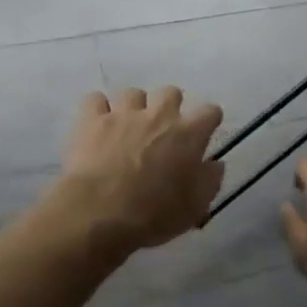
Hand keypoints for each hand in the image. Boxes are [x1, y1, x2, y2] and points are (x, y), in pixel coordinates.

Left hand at [49, 87, 224, 257]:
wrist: (99, 213)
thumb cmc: (153, 214)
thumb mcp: (194, 207)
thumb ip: (210, 181)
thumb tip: (215, 164)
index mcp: (188, 134)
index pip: (210, 112)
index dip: (208, 121)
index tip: (203, 133)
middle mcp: (158, 115)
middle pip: (170, 92)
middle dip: (169, 106)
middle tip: (163, 130)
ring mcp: (123, 114)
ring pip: (132, 93)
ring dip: (133, 108)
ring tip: (127, 128)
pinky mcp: (91, 119)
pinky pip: (95, 99)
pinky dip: (98, 109)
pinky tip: (97, 125)